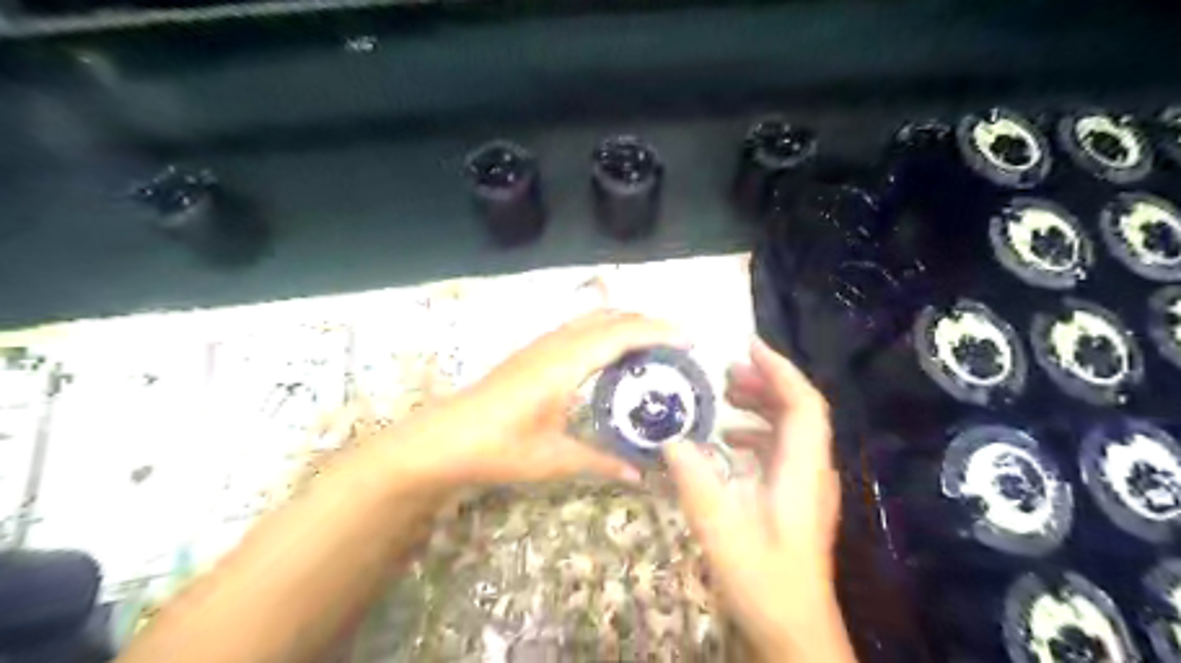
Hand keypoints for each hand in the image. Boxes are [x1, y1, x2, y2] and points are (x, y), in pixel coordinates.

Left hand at [411, 312, 681, 487]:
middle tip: (678, 341)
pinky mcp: (531, 353)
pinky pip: (578, 328)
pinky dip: (604, 330)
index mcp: (567, 363)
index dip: (659, 332)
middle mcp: (557, 344)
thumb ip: (601, 462)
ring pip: (592, 318)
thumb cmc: (499, 447)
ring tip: (652, 343)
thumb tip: (640, 475)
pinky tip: (609, 354)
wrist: (442, 439)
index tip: (690, 339)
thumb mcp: (554, 459)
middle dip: (647, 322)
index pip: (622, 334)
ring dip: (624, 323)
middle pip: (610, 317)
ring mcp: (541, 345)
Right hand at [663, 340, 848, 658]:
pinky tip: (729, 441)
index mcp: (803, 470)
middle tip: (726, 371)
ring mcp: (808, 485)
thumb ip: (694, 478)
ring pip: (791, 429)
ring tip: (725, 397)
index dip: (780, 369)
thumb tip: (669, 437)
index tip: (748, 345)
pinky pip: (782, 451)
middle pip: (800, 410)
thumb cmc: (763, 579)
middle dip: (766, 383)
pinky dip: (757, 434)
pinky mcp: (797, 499)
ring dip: (761, 407)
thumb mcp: (719, 526)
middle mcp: (813, 470)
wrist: (795, 629)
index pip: (804, 403)